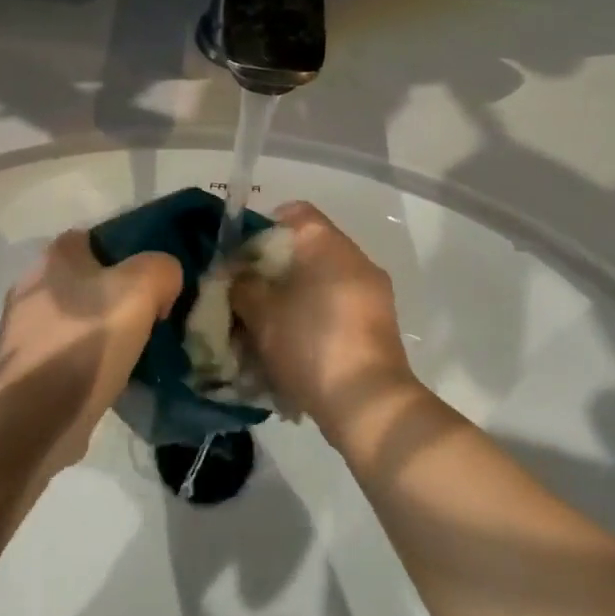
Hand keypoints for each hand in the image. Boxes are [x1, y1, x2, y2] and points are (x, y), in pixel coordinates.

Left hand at [0, 231, 180, 473]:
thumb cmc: (86, 340)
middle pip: (87, 281)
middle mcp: (31, 286)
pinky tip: (110, 378)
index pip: (97, 238)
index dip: (129, 253)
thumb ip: (161, 268)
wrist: (36, 415)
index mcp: (54, 256)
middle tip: (150, 316)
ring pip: (76, 319)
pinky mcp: (23, 368)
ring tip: (135, 351)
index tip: (154, 279)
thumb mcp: (141, 288)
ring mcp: (21, 330)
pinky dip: (86, 362)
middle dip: (116, 296)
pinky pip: (66, 354)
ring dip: (101, 332)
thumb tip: (163, 283)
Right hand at [231, 202, 418, 440]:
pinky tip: (292, 348)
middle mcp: (356, 260)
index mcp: (329, 245)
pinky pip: (337, 309)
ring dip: (293, 299)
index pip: (295, 212)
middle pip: (307, 250)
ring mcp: (373, 294)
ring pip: (321, 283)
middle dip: (274, 271)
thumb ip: (241, 285)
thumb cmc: (309, 343)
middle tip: (247, 295)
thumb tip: (236, 275)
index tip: (241, 256)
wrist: (367, 403)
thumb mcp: (260, 313)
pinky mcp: (378, 327)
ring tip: (266, 328)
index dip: (263, 227)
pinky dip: (314, 320)